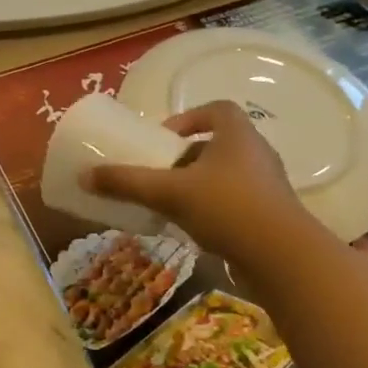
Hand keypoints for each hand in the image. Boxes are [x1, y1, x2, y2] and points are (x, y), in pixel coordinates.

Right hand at [88, 101, 312, 258]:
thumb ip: (128, 183)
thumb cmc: (226, 208)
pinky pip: (238, 200)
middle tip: (162, 173)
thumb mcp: (170, 193)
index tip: (164, 138)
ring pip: (227, 174)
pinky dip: (215, 207)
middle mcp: (257, 152)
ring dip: (200, 184)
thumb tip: (85, 176)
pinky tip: (195, 228)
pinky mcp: (272, 214)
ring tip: (173, 202)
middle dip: (188, 156)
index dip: (189, 118)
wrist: (282, 257)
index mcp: (237, 134)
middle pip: (219, 144)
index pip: (217, 109)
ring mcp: (268, 184)